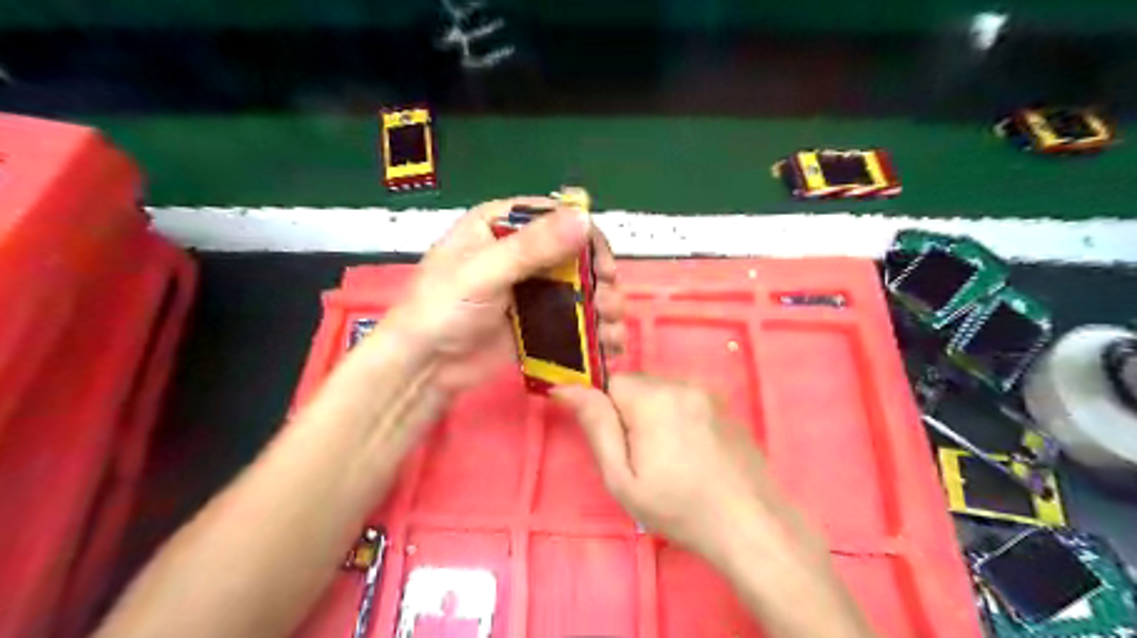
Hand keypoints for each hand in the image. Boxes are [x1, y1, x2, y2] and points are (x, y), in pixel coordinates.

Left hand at [387, 196, 624, 393]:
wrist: (424, 366)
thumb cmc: (441, 308)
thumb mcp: (483, 272)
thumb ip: (532, 247)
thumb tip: (584, 219)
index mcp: (500, 226)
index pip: (556, 217)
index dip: (586, 237)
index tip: (604, 267)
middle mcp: (520, 253)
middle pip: (574, 254)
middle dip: (600, 279)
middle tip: (609, 303)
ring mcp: (529, 289)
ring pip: (578, 288)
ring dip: (602, 307)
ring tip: (610, 331)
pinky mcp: (535, 321)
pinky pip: (570, 318)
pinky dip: (591, 331)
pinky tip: (607, 346)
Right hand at [553, 375, 811, 563]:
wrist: (750, 525)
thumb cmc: (678, 507)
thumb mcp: (623, 478)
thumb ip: (596, 426)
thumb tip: (566, 387)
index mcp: (653, 398)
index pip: (611, 382)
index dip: (607, 412)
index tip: (620, 446)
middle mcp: (681, 383)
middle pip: (637, 385)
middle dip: (631, 413)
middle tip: (643, 458)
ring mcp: (708, 392)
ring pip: (661, 392)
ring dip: (655, 414)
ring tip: (670, 458)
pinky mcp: (724, 405)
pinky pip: (686, 400)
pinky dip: (678, 417)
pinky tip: (692, 453)